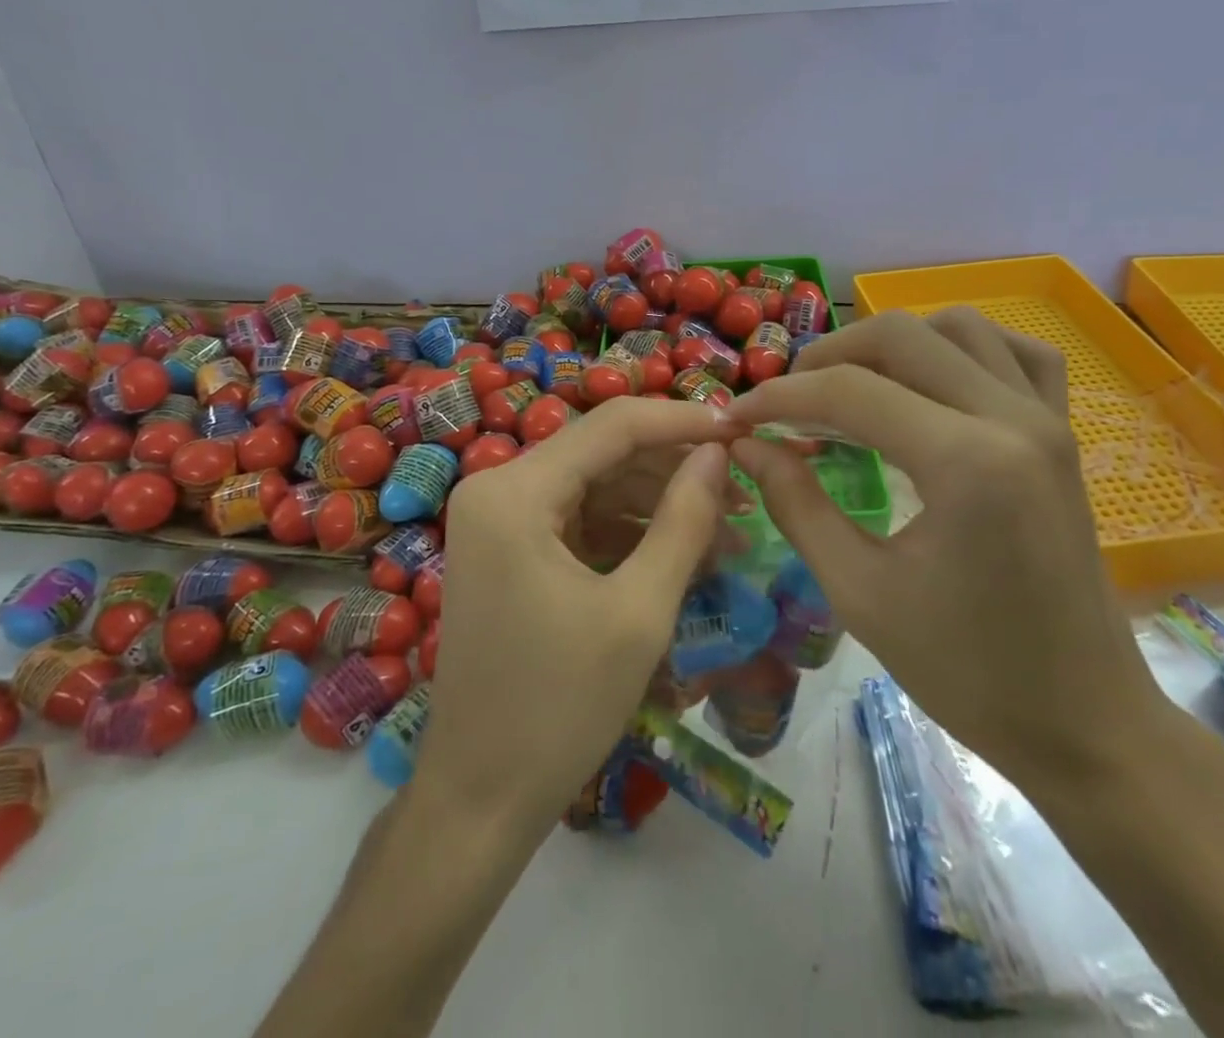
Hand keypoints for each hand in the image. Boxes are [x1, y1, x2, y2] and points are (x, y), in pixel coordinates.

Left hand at [416, 397, 736, 833]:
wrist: (480, 801)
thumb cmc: (560, 708)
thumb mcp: (640, 610)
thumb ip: (684, 520)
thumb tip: (719, 452)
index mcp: (514, 492)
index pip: (613, 425)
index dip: (682, 422)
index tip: (742, 432)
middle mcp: (497, 488)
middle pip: (603, 452)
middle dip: (675, 468)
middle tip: (743, 490)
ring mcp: (499, 520)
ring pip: (596, 484)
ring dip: (658, 503)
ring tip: (726, 530)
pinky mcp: (509, 550)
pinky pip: (580, 519)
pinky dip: (629, 531)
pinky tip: (682, 550)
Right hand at [727, 310, 1171, 792]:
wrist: (1084, 721)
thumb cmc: (968, 672)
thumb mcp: (861, 593)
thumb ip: (797, 505)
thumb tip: (746, 446)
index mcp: (966, 463)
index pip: (850, 391)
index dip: (780, 397)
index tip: (737, 417)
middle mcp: (1011, 418)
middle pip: (901, 337)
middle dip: (827, 356)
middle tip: (787, 400)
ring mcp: (1047, 418)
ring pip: (958, 327)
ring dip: (892, 342)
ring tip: (850, 384)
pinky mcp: (1063, 432)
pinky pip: (1017, 352)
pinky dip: (964, 347)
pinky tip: (934, 379)